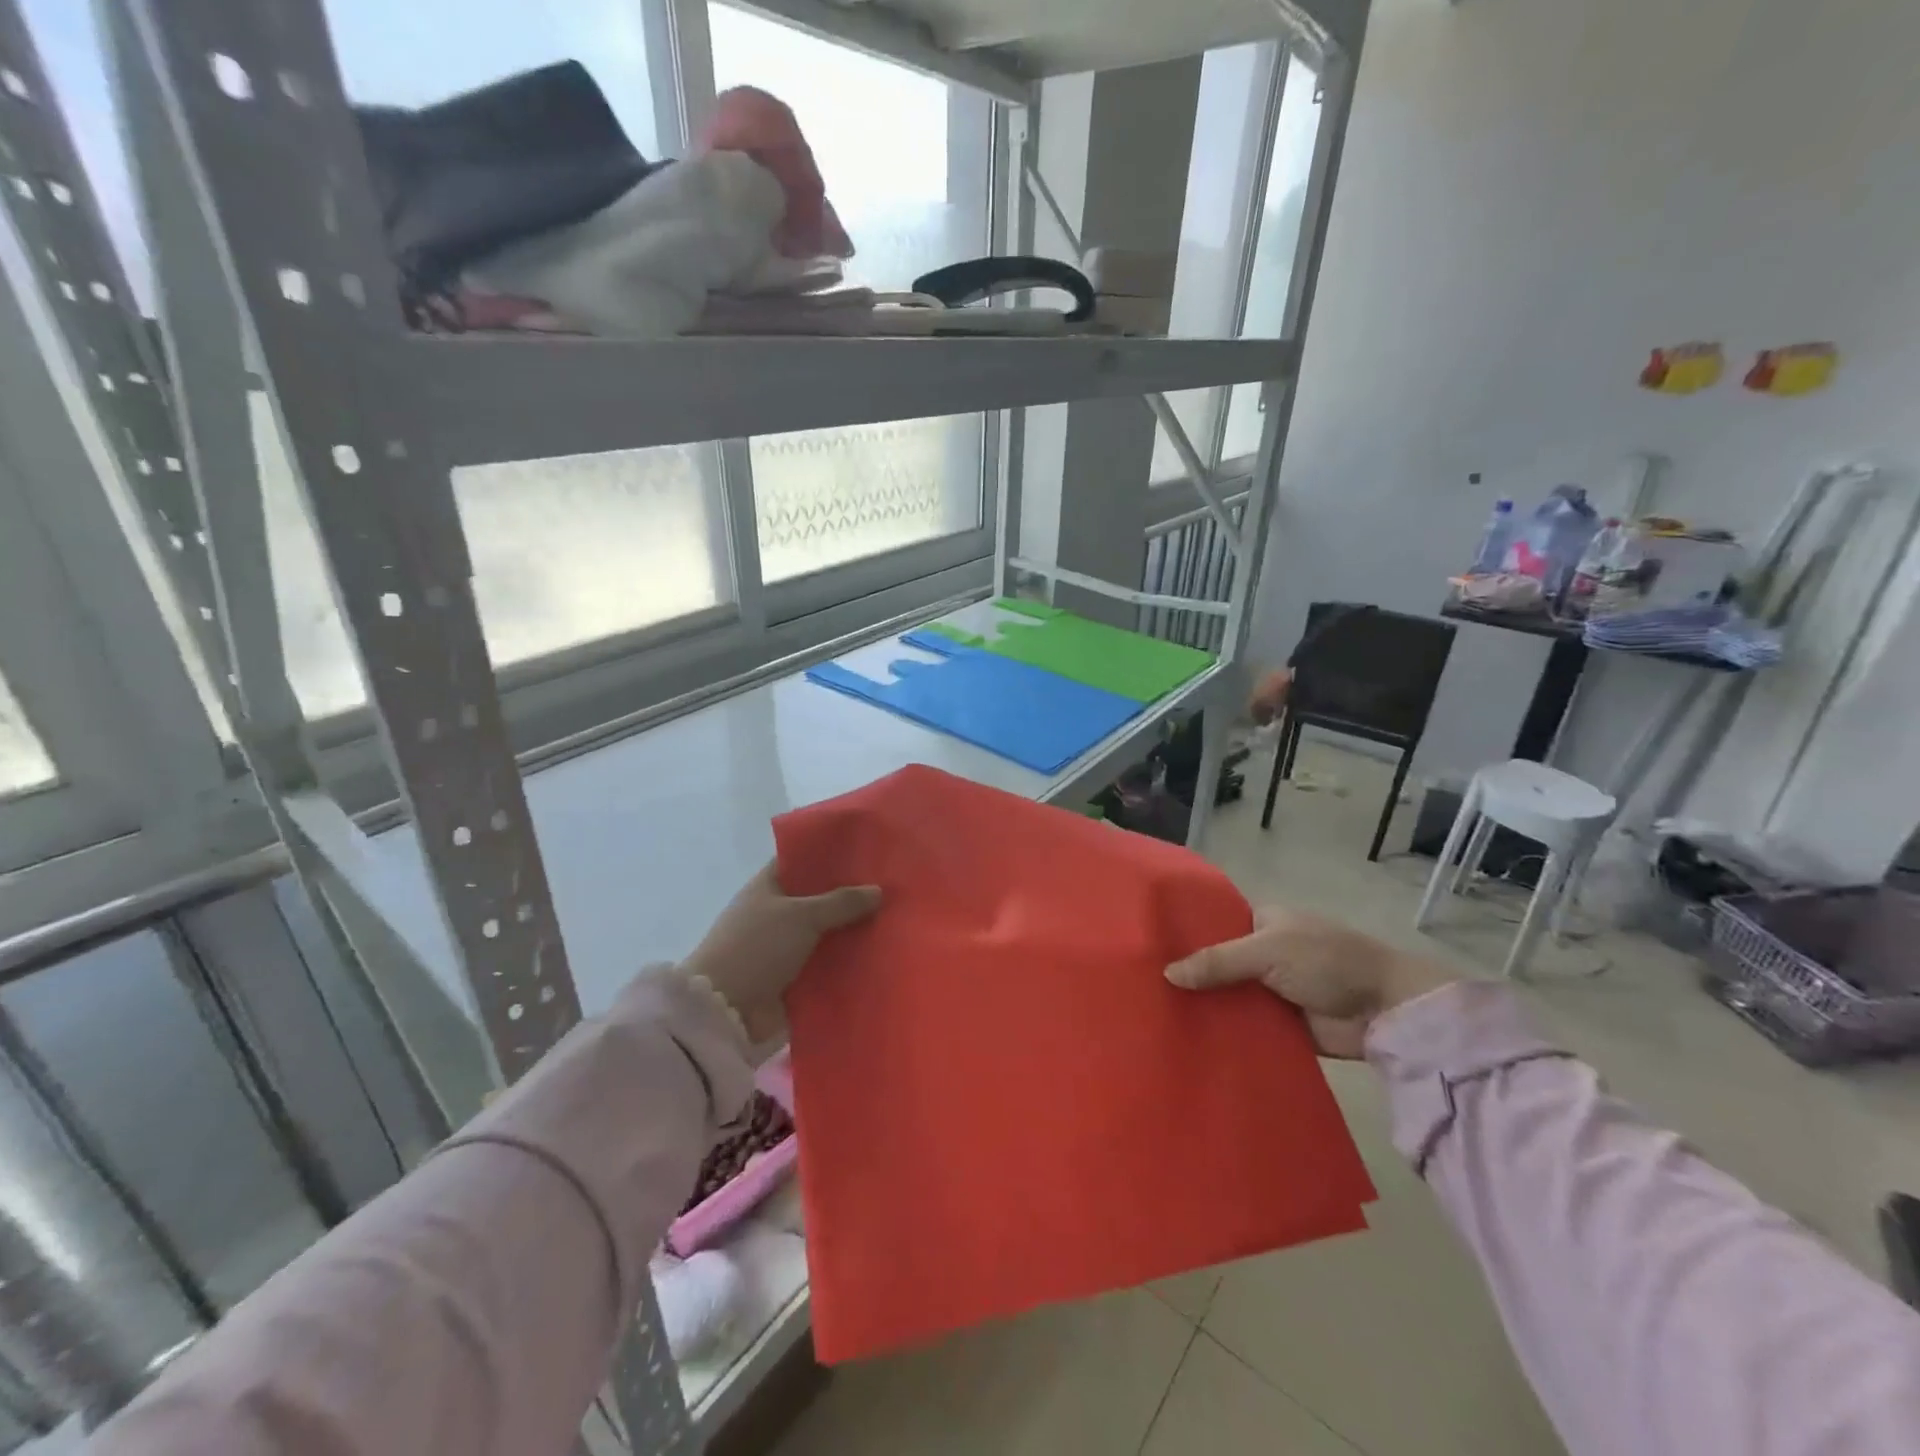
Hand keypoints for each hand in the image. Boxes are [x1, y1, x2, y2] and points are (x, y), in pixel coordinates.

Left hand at [681, 863, 880, 1043]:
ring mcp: (784, 947)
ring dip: (852, 932)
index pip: (801, 861)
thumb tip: (878, 891)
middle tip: (891, 889)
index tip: (866, 854)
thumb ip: (841, 902)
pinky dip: (847, 963)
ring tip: (895, 922)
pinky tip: (880, 956)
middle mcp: (776, 913)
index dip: (830, 855)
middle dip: (851, 896)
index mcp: (768, 886)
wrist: (725, 1011)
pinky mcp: (793, 979)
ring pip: (827, 933)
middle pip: (819, 898)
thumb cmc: (757, 948)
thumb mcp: (802, 916)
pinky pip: (827, 965)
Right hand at [1164, 906, 1452, 1057]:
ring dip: (1202, 1006)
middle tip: (1139, 988)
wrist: (1386, 1009)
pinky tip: (1187, 1041)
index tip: (1144, 947)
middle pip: (1215, 962)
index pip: (1212, 923)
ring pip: (1226, 996)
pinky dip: (1223, 1032)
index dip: (1182, 933)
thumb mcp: (1267, 950)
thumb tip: (1167, 974)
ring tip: (1153, 1017)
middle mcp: (1260, 953)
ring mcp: (1269, 990)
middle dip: (1187, 974)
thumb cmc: (1326, 961)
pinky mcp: (1279, 1025)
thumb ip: (1218, 962)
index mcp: (1260, 922)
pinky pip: (1243, 1027)